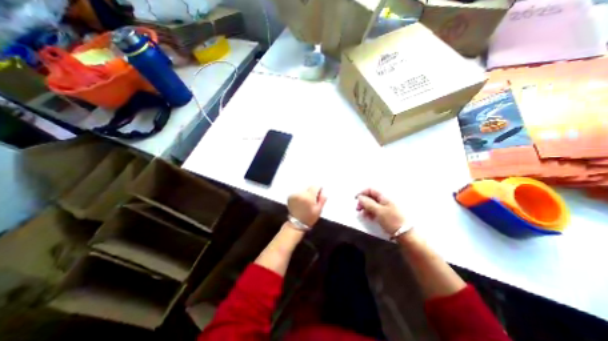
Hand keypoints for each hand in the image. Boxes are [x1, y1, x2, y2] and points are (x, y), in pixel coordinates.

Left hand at [289, 186, 327, 226]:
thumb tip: (323, 191)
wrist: (296, 224)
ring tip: (305, 202)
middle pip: (309, 188)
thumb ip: (322, 199)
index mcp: (308, 197)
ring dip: (305, 193)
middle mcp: (300, 194)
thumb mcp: (319, 210)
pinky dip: (300, 195)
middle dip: (311, 192)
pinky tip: (300, 202)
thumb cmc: (309, 218)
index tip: (318, 195)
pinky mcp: (290, 196)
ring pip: (303, 190)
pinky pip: (298, 192)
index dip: (318, 190)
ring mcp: (294, 195)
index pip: (315, 186)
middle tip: (312, 201)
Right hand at [357, 188, 404, 235]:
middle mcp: (386, 199)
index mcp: (385, 196)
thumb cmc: (392, 221)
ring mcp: (388, 206)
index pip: (370, 189)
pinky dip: (372, 212)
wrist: (407, 234)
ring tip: (364, 215)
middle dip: (363, 201)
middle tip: (358, 209)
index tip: (355, 199)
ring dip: (366, 208)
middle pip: (371, 196)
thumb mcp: (378, 211)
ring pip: (374, 204)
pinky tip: (370, 217)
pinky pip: (377, 209)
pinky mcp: (389, 214)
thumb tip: (360, 197)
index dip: (362, 193)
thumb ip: (367, 203)